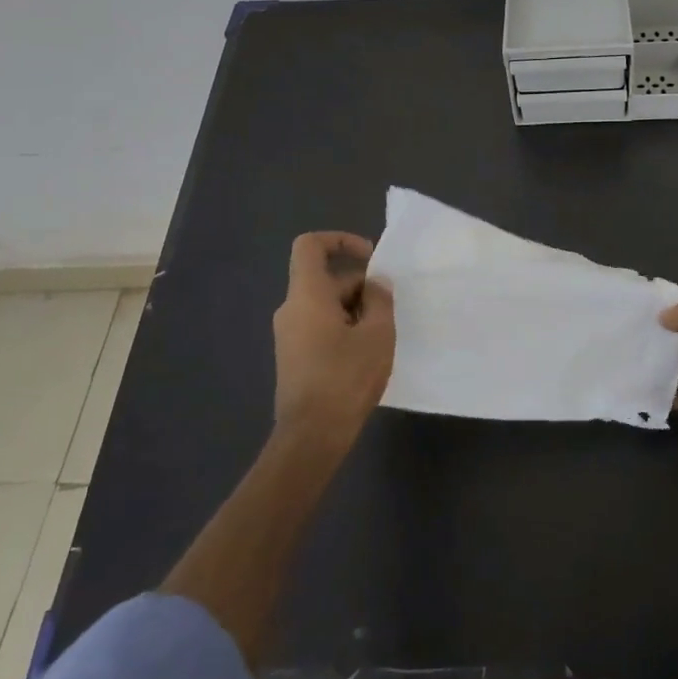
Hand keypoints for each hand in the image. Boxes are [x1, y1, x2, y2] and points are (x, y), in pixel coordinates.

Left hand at [272, 232, 393, 442]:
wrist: (311, 438)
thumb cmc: (345, 378)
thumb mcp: (377, 334)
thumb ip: (379, 299)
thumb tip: (375, 284)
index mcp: (307, 295)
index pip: (310, 246)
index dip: (340, 240)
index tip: (369, 258)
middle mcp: (291, 309)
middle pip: (326, 279)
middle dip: (360, 287)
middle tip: (388, 312)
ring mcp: (289, 335)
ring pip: (325, 305)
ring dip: (355, 311)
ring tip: (380, 337)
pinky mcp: (293, 358)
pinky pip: (319, 326)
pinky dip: (343, 329)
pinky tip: (365, 356)